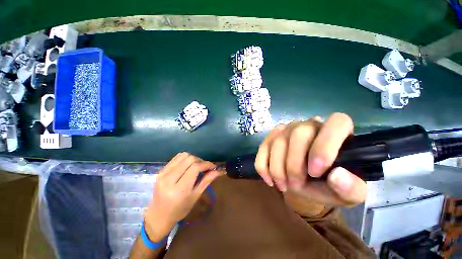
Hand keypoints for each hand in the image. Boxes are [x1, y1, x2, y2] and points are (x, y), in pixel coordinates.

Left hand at [144, 153, 222, 241]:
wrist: (159, 215)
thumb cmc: (180, 210)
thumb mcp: (195, 196)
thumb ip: (207, 181)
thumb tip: (219, 170)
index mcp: (179, 189)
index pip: (195, 167)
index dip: (206, 164)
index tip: (213, 167)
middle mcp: (169, 179)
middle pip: (190, 159)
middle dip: (201, 161)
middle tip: (205, 168)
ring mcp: (163, 173)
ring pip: (183, 156)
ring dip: (193, 158)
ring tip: (197, 166)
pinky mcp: (161, 171)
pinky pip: (176, 158)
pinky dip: (185, 159)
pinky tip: (188, 165)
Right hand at [255, 113, 366, 206]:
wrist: (306, 182)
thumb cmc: (329, 185)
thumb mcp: (347, 193)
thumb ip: (351, 188)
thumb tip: (338, 176)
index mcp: (337, 132)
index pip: (336, 123)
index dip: (324, 146)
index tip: (315, 172)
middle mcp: (309, 124)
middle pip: (298, 134)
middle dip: (294, 164)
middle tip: (296, 185)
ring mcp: (287, 129)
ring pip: (277, 141)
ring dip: (277, 169)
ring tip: (283, 186)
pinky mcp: (272, 137)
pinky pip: (262, 148)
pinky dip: (263, 166)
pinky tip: (269, 179)